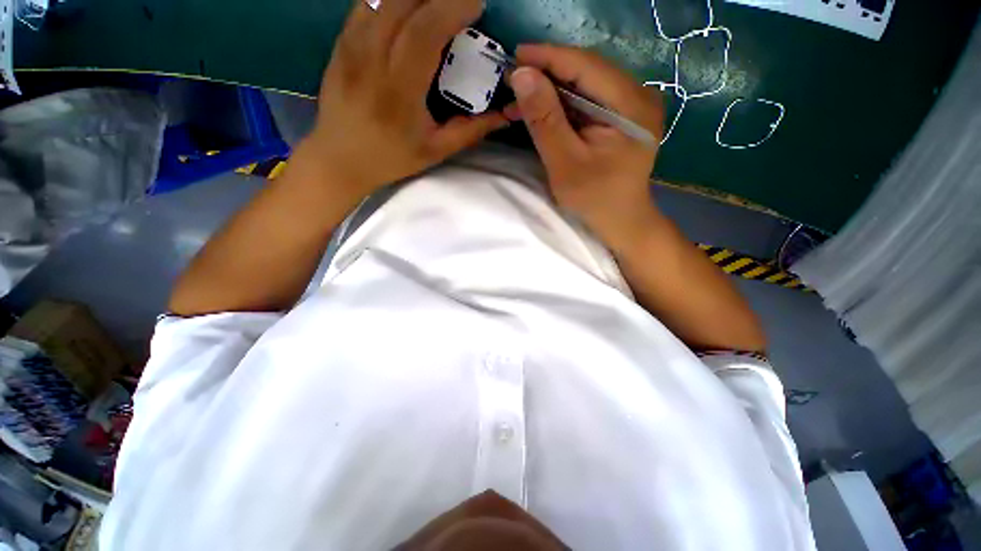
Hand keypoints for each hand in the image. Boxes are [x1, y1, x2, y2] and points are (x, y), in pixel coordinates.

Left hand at [306, 0, 508, 197]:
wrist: (341, 158)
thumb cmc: (392, 157)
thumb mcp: (436, 151)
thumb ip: (470, 131)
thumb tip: (503, 116)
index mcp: (399, 90)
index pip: (425, 30)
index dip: (453, 7)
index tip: (477, 4)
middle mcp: (371, 58)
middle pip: (403, 2)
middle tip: (461, 1)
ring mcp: (351, 46)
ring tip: (436, 3)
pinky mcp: (340, 42)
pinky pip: (366, 3)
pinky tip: (408, 7)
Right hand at [506, 45, 665, 251]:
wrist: (621, 221)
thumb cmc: (595, 200)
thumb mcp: (565, 163)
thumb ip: (545, 120)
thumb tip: (521, 75)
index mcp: (630, 105)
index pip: (586, 66)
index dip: (548, 58)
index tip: (514, 55)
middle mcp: (637, 96)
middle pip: (586, 71)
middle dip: (547, 74)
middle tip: (512, 80)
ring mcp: (631, 106)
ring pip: (584, 85)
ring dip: (551, 91)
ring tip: (519, 99)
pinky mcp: (621, 117)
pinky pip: (587, 101)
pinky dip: (561, 105)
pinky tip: (540, 111)